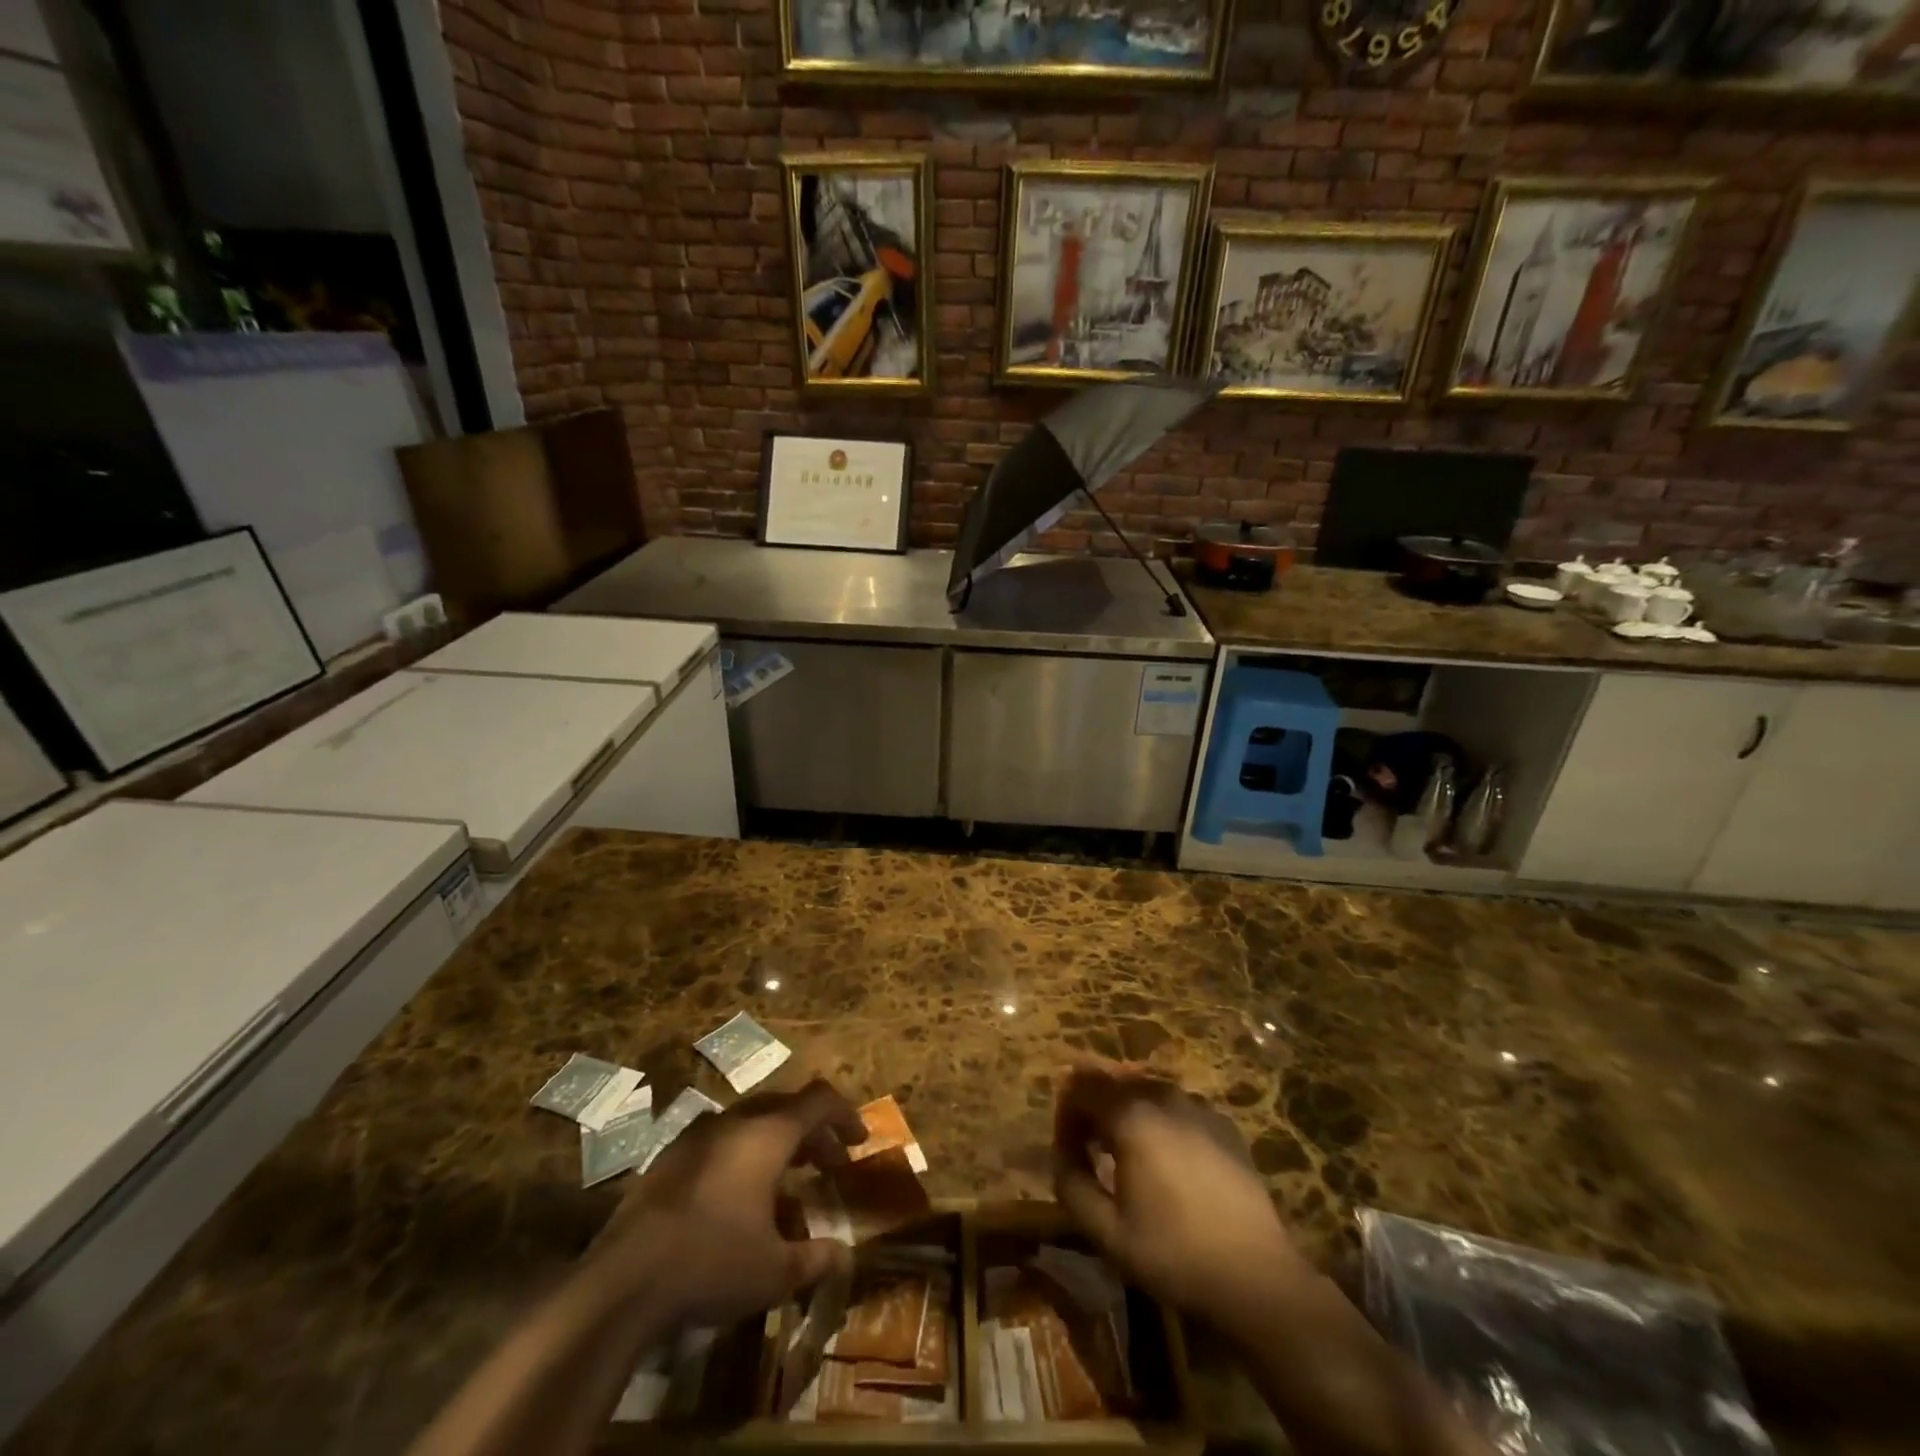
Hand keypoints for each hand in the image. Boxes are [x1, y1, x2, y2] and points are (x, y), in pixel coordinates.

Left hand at [583, 1079, 868, 1329]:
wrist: (621, 1283)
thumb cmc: (711, 1264)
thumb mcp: (775, 1271)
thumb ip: (816, 1258)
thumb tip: (846, 1256)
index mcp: (767, 1135)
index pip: (818, 1101)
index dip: (845, 1115)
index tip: (859, 1140)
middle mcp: (735, 1123)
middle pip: (786, 1109)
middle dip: (814, 1133)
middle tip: (830, 1165)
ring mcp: (697, 1136)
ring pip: (751, 1122)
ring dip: (779, 1143)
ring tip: (790, 1179)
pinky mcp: (669, 1158)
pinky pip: (721, 1141)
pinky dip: (744, 1155)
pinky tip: (739, 1197)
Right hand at [1053, 1067, 1309, 1334]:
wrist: (1256, 1278)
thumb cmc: (1174, 1254)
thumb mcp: (1106, 1232)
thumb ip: (1071, 1185)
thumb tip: (1061, 1155)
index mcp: (1131, 1114)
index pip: (1081, 1089)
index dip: (1066, 1117)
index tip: (1067, 1152)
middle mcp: (1163, 1096)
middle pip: (1114, 1084)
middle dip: (1094, 1110)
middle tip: (1090, 1151)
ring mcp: (1199, 1107)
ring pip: (1147, 1093)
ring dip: (1127, 1115)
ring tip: (1126, 1156)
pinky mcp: (1224, 1125)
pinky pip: (1179, 1110)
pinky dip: (1161, 1124)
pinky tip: (1168, 1164)